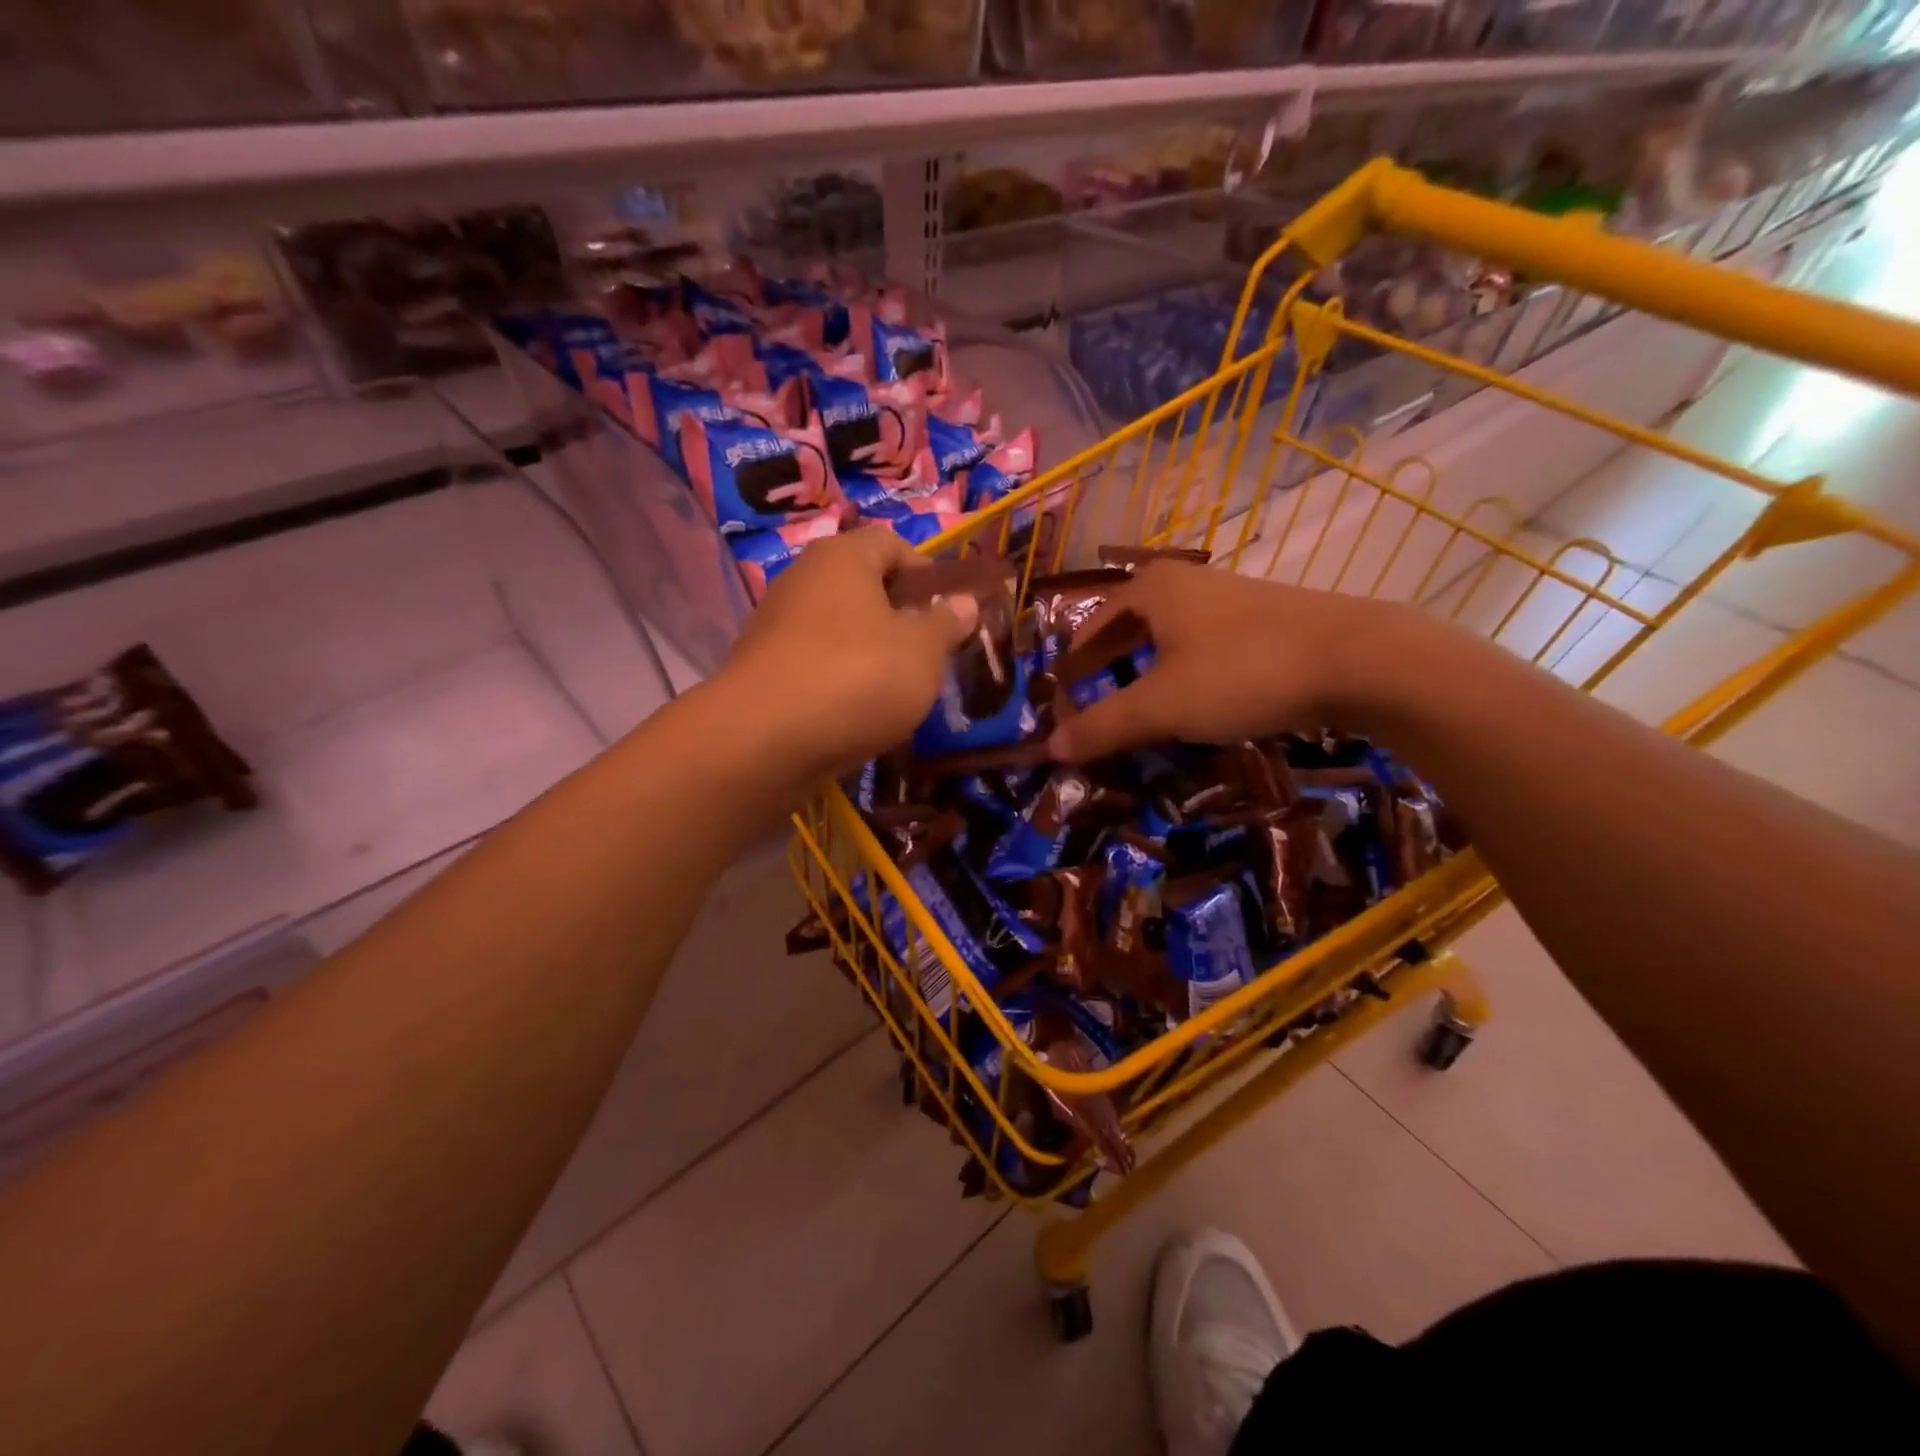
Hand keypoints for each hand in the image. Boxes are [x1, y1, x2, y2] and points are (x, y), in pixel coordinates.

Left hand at [722, 526, 979, 778]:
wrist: (764, 741)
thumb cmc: (858, 678)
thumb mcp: (923, 651)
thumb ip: (947, 623)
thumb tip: (964, 602)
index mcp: (843, 557)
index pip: (891, 543)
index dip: (926, 572)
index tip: (948, 611)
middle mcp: (802, 579)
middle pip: (862, 586)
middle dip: (899, 616)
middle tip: (928, 653)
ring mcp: (775, 625)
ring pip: (838, 628)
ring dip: (870, 651)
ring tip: (896, 689)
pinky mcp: (761, 669)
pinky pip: (814, 663)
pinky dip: (838, 679)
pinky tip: (856, 712)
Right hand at [1050, 561, 1422, 761]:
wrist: (1358, 659)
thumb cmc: (1242, 672)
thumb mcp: (1162, 706)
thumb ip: (1104, 725)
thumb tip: (1050, 748)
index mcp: (1152, 589)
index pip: (1093, 622)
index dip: (1074, 659)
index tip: (1062, 691)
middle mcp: (1188, 584)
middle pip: (1131, 624)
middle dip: (1109, 663)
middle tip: (1093, 699)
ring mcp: (1231, 599)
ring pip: (1171, 635)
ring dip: (1149, 669)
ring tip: (1140, 706)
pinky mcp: (1267, 621)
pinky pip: (1206, 646)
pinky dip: (1187, 672)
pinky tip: (1197, 701)